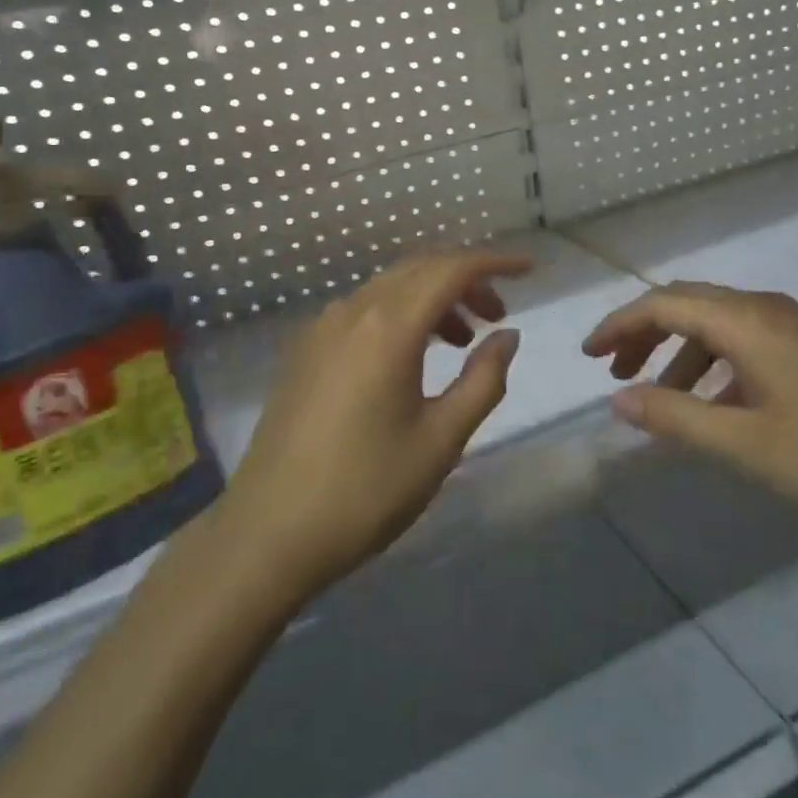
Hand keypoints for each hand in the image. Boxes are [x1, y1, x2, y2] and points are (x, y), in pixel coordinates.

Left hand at [221, 249, 530, 598]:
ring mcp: (322, 328)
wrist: (268, 533)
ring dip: (432, 298)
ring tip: (462, 341)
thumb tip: (507, 336)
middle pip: (419, 269)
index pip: (451, 270)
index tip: (528, 270)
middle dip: (465, 280)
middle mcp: (353, 311)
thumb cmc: (365, 491)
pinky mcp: (304, 349)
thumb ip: (483, 380)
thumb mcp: (441, 440)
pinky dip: (400, 313)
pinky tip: (412, 354)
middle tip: (498, 315)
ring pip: (390, 287)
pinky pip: (363, 309)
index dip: (494, 263)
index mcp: (389, 328)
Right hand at [583, 282, 797, 517]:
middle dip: (642, 334)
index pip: (662, 305)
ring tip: (656, 397)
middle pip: (684, 304)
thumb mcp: (744, 443)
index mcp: (742, 321)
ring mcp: (787, 324)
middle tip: (613, 371)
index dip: (619, 326)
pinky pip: (739, 340)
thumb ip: (675, 418)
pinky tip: (710, 406)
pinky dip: (709, 363)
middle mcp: (760, 308)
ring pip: (712, 323)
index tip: (588, 356)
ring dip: (676, 351)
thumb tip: (618, 400)